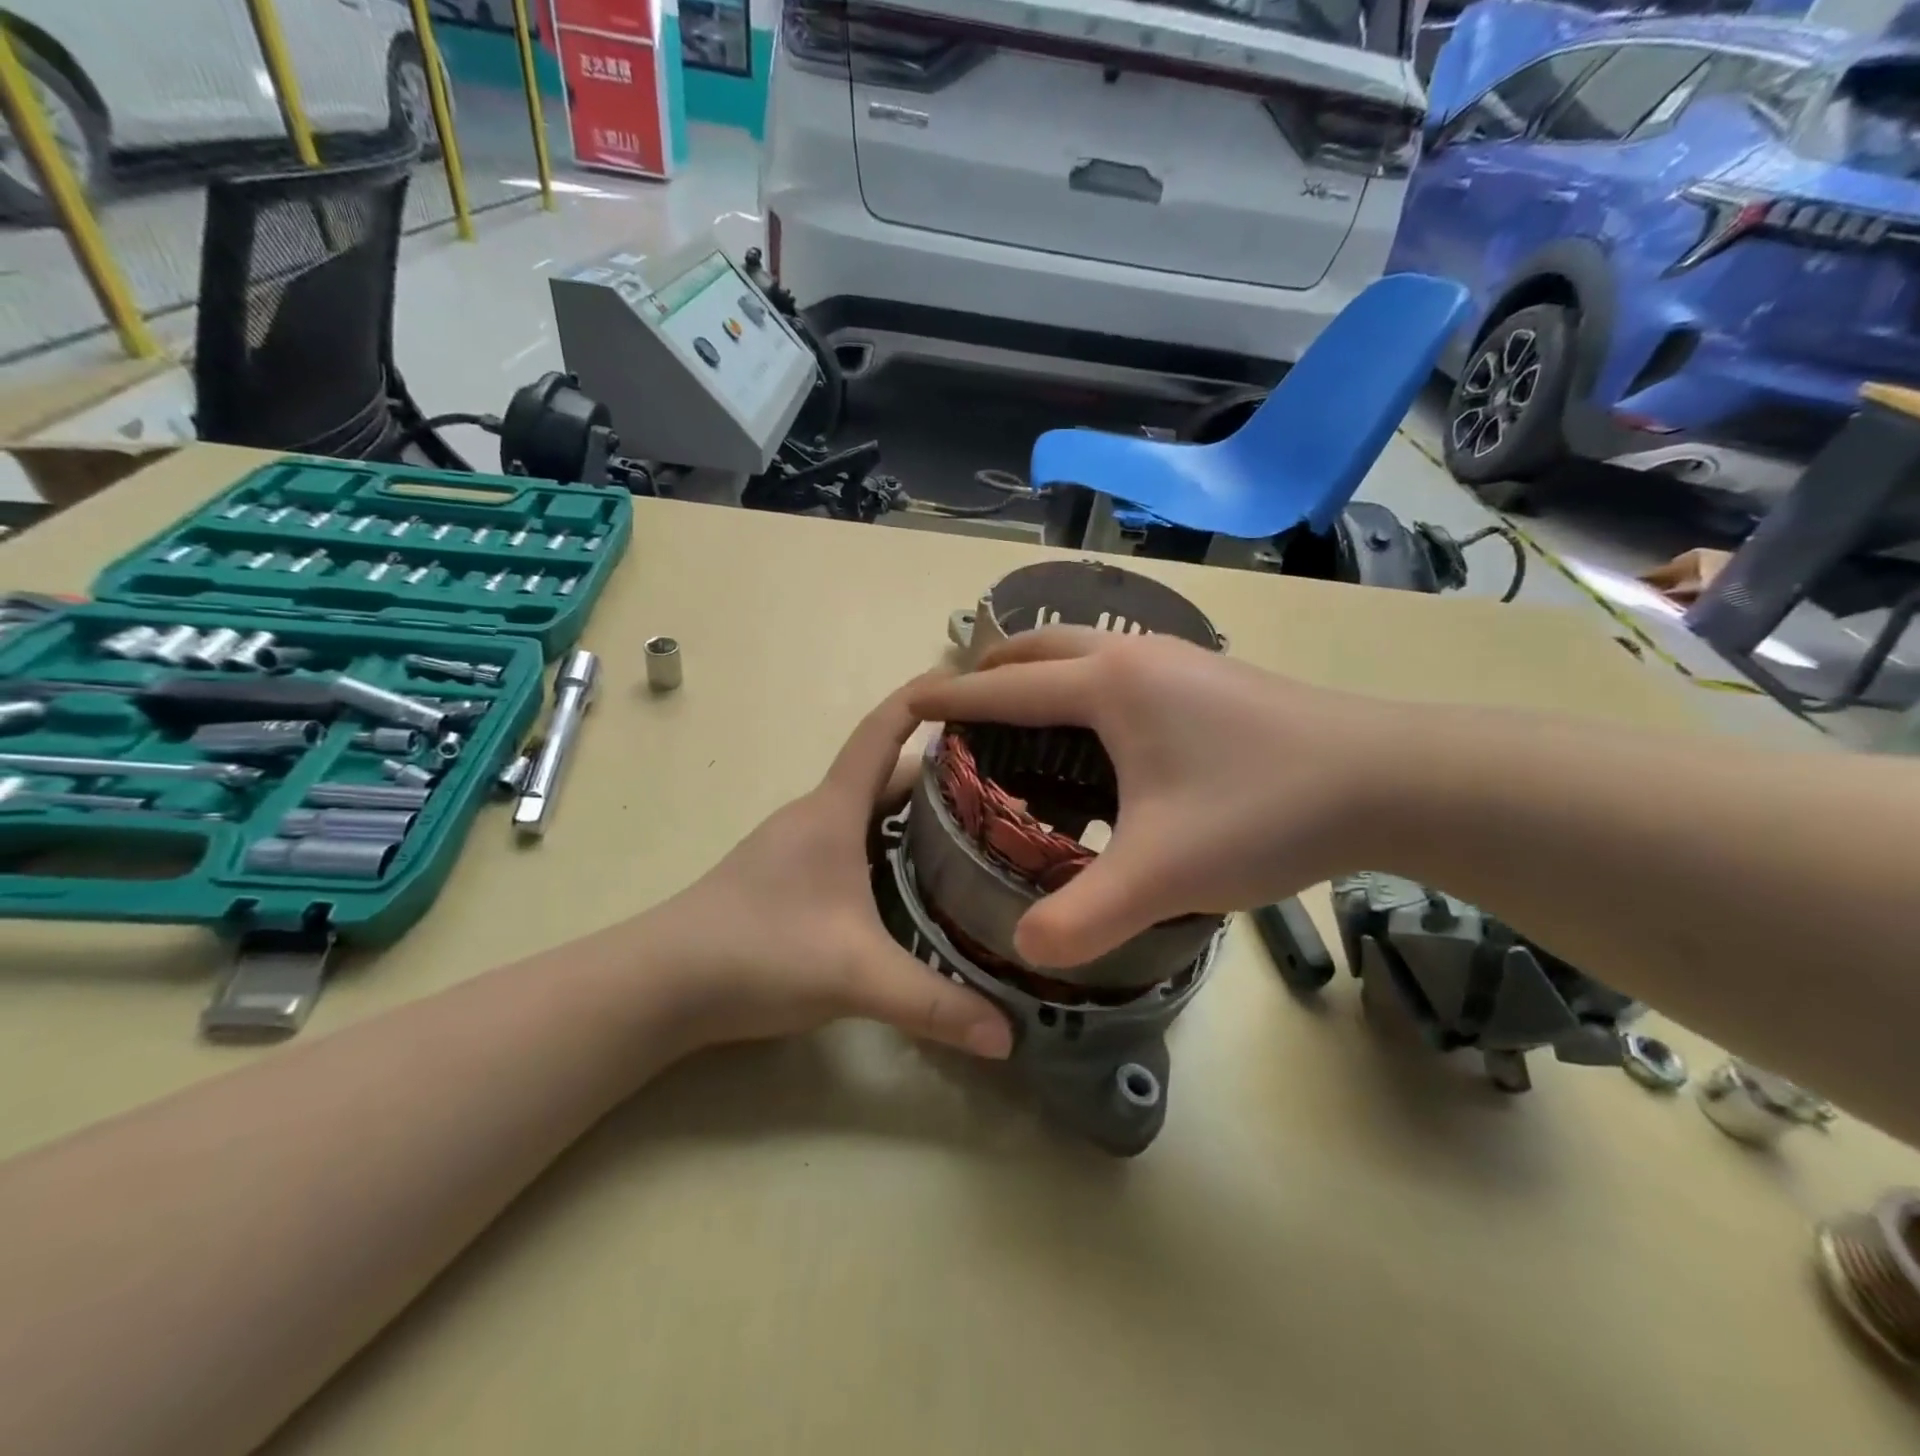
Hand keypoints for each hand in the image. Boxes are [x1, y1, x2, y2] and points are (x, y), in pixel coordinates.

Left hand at [655, 683, 1012, 1058]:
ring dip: (913, 812)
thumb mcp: (856, 976)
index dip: (922, 700)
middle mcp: (815, 816)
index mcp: (833, 810)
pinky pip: (851, 841)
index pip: (882, 732)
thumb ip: (934, 1005)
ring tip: (974, 832)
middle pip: (885, 774)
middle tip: (1003, 784)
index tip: (968, 683)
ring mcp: (796, 846)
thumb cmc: (759, 951)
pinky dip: (888, 845)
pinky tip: (912, 882)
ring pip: (867, 811)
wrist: (660, 984)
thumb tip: (1008, 1036)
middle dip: (940, 772)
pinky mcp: (787, 877)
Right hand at [906, 628, 1389, 967]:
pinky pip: (1119, 666)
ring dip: (1041, 672)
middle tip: (961, 709)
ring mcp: (1177, 660)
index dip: (949, 697)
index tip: (905, 701)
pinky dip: (1083, 685)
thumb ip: (1082, 919)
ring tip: (1020, 717)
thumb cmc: (1263, 810)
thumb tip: (1023, 951)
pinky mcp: (1208, 675)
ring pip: (1084, 650)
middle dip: (991, 672)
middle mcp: (1134, 657)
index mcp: (1107, 688)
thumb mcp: (1162, 875)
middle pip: (1039, 648)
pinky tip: (1099, 734)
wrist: (1388, 778)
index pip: (1004, 689)